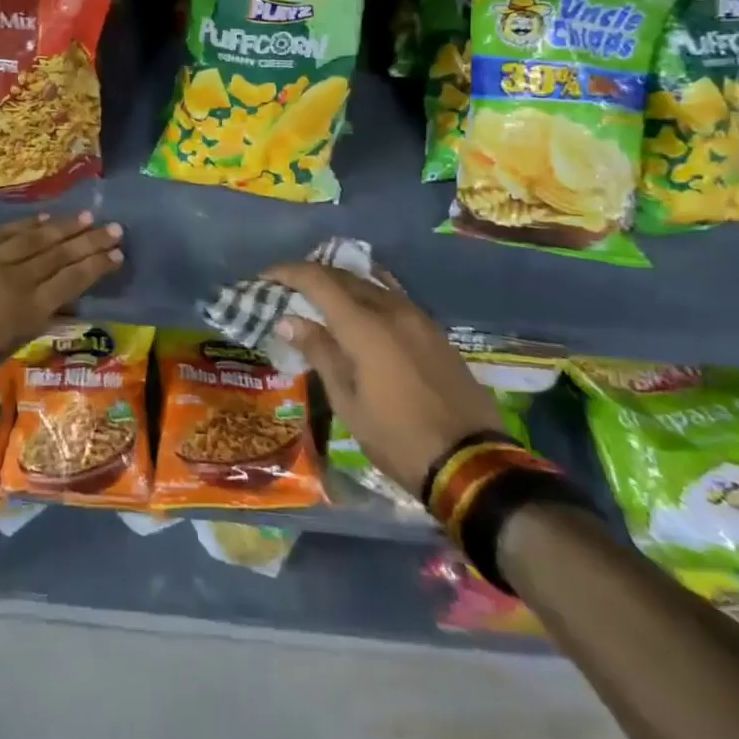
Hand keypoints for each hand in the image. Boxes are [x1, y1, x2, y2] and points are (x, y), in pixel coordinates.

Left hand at [0, 212, 123, 387]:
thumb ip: (24, 332)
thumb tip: (58, 314)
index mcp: (23, 312)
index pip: (69, 283)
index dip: (95, 268)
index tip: (117, 254)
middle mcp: (14, 279)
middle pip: (59, 256)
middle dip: (89, 242)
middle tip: (114, 228)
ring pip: (36, 239)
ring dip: (64, 228)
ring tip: (87, 217)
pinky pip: (5, 232)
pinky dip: (28, 225)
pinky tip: (44, 220)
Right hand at [265, 261, 502, 495]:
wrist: (473, 464)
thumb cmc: (398, 437)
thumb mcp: (348, 401)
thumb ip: (320, 352)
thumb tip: (288, 320)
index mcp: (365, 326)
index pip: (318, 280)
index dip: (288, 273)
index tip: (266, 277)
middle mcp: (392, 310)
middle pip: (345, 276)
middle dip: (312, 275)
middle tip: (287, 288)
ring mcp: (418, 318)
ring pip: (371, 284)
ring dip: (341, 283)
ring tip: (320, 297)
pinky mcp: (434, 332)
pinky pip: (393, 298)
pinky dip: (367, 295)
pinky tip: (360, 308)